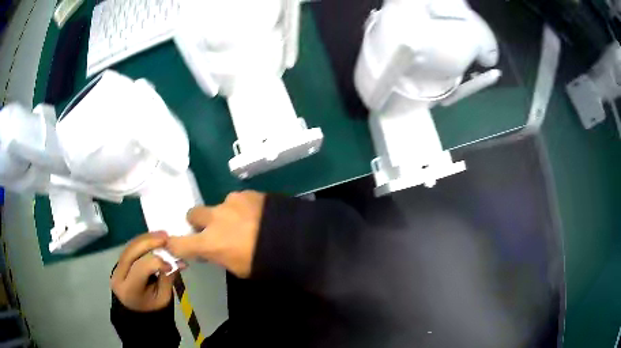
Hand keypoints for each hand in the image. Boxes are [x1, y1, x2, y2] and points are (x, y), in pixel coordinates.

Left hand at [111, 232, 180, 311]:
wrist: (137, 311)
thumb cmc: (152, 307)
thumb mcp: (163, 298)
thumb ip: (167, 279)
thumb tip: (178, 261)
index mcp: (129, 290)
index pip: (140, 268)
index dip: (156, 262)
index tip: (172, 263)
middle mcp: (118, 276)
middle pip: (131, 253)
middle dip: (149, 242)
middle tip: (166, 237)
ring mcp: (116, 267)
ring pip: (130, 247)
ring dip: (147, 239)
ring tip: (163, 235)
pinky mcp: (119, 261)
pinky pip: (130, 247)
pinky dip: (143, 241)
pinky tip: (154, 238)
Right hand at [166, 191, 265, 277]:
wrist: (296, 240)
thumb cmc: (265, 263)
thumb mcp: (237, 268)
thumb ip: (219, 255)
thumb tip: (211, 250)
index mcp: (210, 242)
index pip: (179, 243)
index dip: (174, 244)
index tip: (174, 243)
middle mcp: (215, 218)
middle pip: (193, 213)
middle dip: (199, 221)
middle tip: (212, 229)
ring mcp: (231, 202)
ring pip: (218, 206)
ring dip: (225, 214)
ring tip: (246, 222)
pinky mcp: (247, 193)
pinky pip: (238, 200)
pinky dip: (242, 207)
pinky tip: (258, 215)